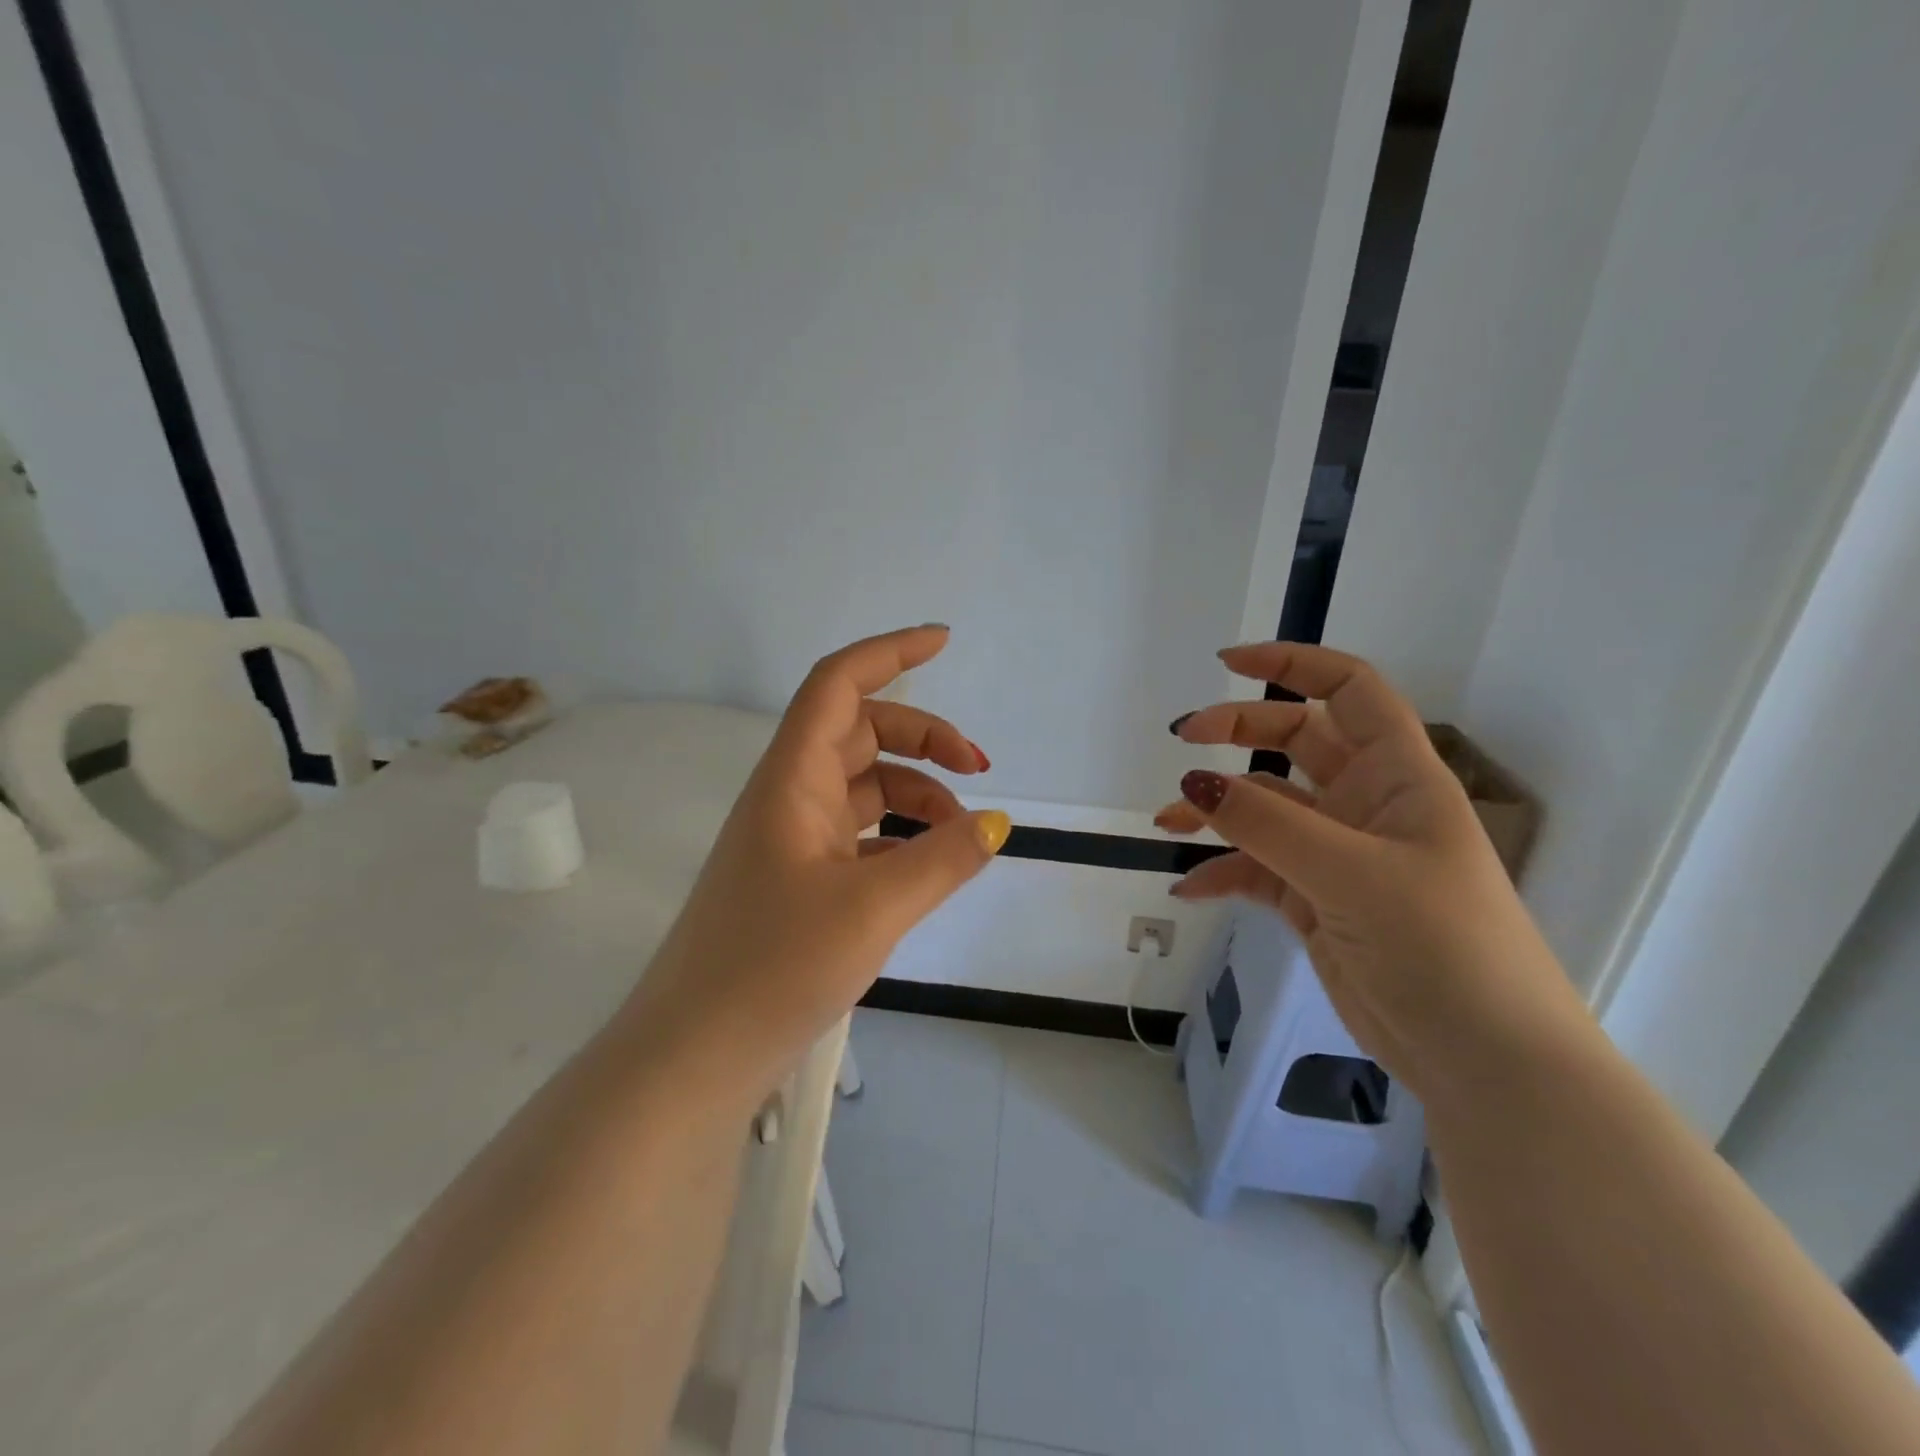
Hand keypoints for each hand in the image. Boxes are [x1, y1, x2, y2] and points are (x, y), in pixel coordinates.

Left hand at [629, 626, 1009, 1100]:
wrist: (693, 1054)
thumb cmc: (773, 967)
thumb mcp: (874, 908)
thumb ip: (942, 859)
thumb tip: (996, 823)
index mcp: (792, 779)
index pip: (839, 684)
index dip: (890, 653)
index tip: (944, 641)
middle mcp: (788, 795)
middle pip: (860, 732)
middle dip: (923, 737)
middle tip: (980, 768)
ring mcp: (789, 838)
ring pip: (861, 786)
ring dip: (915, 792)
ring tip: (961, 832)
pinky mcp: (795, 879)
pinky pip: (856, 832)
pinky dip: (896, 835)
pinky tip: (926, 867)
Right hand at [1157, 642, 1583, 1101]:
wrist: (1486, 1062)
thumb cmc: (1443, 947)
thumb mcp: (1351, 874)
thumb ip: (1267, 824)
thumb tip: (1192, 778)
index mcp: (1398, 778)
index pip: (1349, 691)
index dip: (1293, 665)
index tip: (1227, 663)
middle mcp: (1366, 805)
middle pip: (1295, 740)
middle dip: (1237, 731)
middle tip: (1183, 740)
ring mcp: (1338, 856)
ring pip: (1265, 808)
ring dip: (1216, 808)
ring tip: (1168, 820)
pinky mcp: (1317, 902)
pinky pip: (1257, 870)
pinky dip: (1221, 873)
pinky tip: (1188, 887)